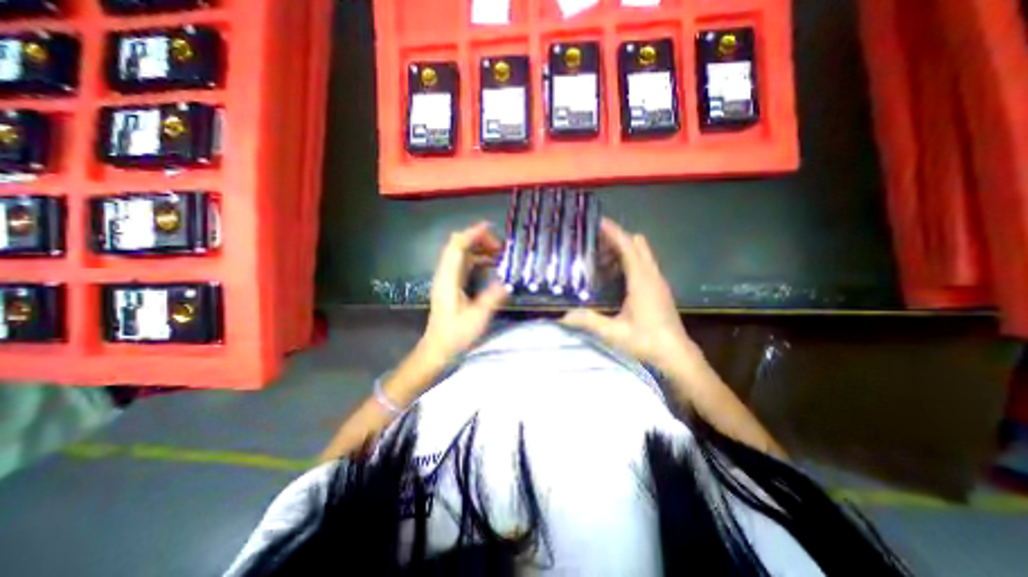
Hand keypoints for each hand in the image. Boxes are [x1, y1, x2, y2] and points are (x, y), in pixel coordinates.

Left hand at [417, 220, 508, 365]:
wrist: (438, 349)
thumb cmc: (455, 335)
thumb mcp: (477, 318)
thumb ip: (492, 298)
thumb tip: (507, 282)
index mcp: (448, 279)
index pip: (457, 246)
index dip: (472, 234)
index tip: (491, 228)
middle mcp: (445, 274)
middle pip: (458, 246)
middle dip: (479, 240)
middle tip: (500, 247)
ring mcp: (447, 279)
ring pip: (461, 254)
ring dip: (479, 249)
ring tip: (499, 254)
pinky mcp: (452, 285)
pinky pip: (464, 264)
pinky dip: (478, 259)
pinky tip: (491, 266)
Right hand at [561, 216, 698, 368]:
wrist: (676, 354)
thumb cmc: (647, 341)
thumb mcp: (614, 333)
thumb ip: (589, 322)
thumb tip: (563, 316)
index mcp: (642, 281)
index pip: (628, 247)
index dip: (614, 232)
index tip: (599, 221)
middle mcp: (652, 276)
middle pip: (637, 244)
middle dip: (617, 238)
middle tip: (595, 243)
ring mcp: (658, 281)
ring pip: (642, 253)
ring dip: (624, 249)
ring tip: (601, 258)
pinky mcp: (659, 288)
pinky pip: (644, 264)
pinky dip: (630, 260)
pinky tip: (615, 275)